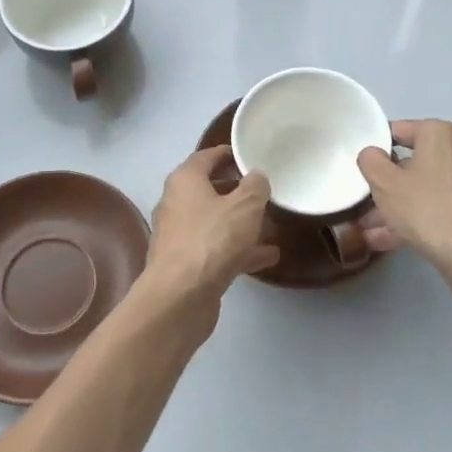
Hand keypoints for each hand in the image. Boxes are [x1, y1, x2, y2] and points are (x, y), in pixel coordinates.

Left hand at [139, 146, 279, 320]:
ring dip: (242, 224)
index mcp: (185, 180)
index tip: (250, 156)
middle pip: (211, 190)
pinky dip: (240, 250)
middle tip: (266, 192)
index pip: (207, 156)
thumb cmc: (212, 240)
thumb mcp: (245, 207)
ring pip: (216, 222)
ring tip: (274, 226)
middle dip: (239, 192)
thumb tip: (256, 177)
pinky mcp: (186, 264)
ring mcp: (179, 236)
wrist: (180, 297)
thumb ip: (255, 187)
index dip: (229, 154)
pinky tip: (268, 256)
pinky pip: (217, 248)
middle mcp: (177, 203)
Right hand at [357, 120, 451, 295]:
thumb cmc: (428, 208)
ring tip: (368, 231)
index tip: (361, 168)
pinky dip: (416, 220)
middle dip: (386, 186)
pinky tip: (388, 242)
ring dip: (397, 208)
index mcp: (441, 134)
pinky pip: (439, 209)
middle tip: (363, 203)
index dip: (375, 148)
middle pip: (412, 164)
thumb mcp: (384, 182)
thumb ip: (370, 161)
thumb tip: (373, 155)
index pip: (398, 130)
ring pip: (424, 190)